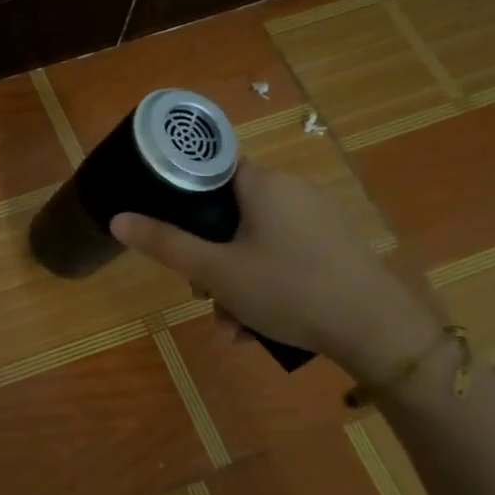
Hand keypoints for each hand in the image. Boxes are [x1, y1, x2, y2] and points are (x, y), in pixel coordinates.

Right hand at [109, 165, 434, 372]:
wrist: (377, 330)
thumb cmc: (288, 289)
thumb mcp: (216, 271)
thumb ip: (165, 244)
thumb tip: (117, 219)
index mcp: (263, 183)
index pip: (211, 163)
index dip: (182, 189)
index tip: (165, 220)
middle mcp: (291, 190)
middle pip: (228, 211)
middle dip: (207, 255)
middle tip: (200, 292)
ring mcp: (316, 218)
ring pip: (253, 240)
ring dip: (232, 279)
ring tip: (230, 324)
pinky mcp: (332, 245)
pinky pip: (281, 255)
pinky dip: (262, 283)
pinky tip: (256, 325)